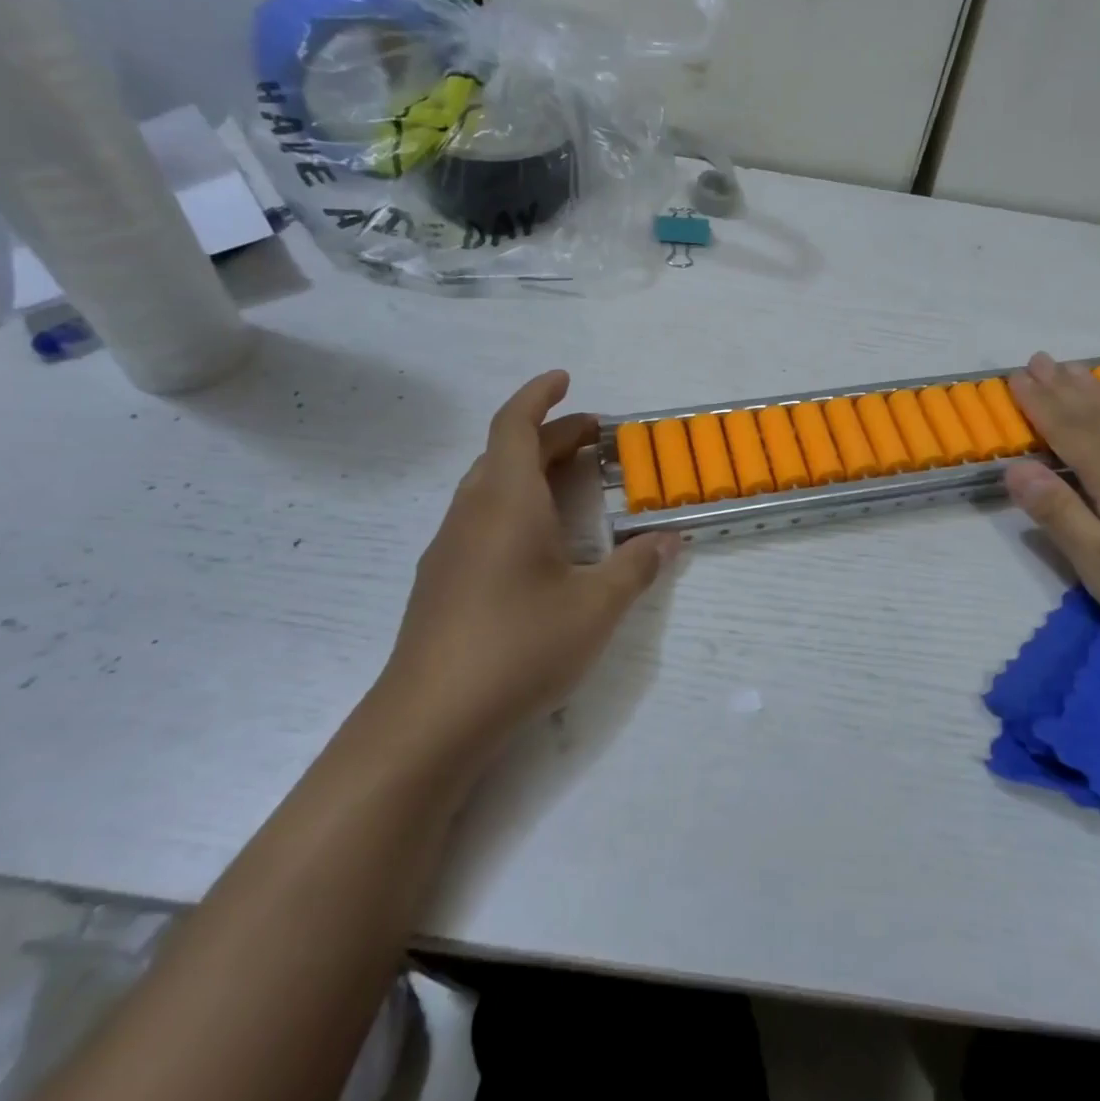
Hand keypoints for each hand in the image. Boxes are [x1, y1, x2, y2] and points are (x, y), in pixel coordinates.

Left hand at [378, 370, 677, 751]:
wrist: (429, 721)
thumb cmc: (518, 647)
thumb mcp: (595, 608)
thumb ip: (636, 568)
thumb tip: (670, 540)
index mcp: (506, 502)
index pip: (514, 425)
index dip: (539, 396)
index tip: (565, 379)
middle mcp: (471, 513)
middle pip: (505, 452)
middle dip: (550, 436)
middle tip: (595, 439)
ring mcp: (449, 547)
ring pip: (489, 486)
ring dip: (529, 470)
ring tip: (571, 482)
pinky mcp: (441, 581)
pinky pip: (480, 518)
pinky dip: (513, 505)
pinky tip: (537, 543)